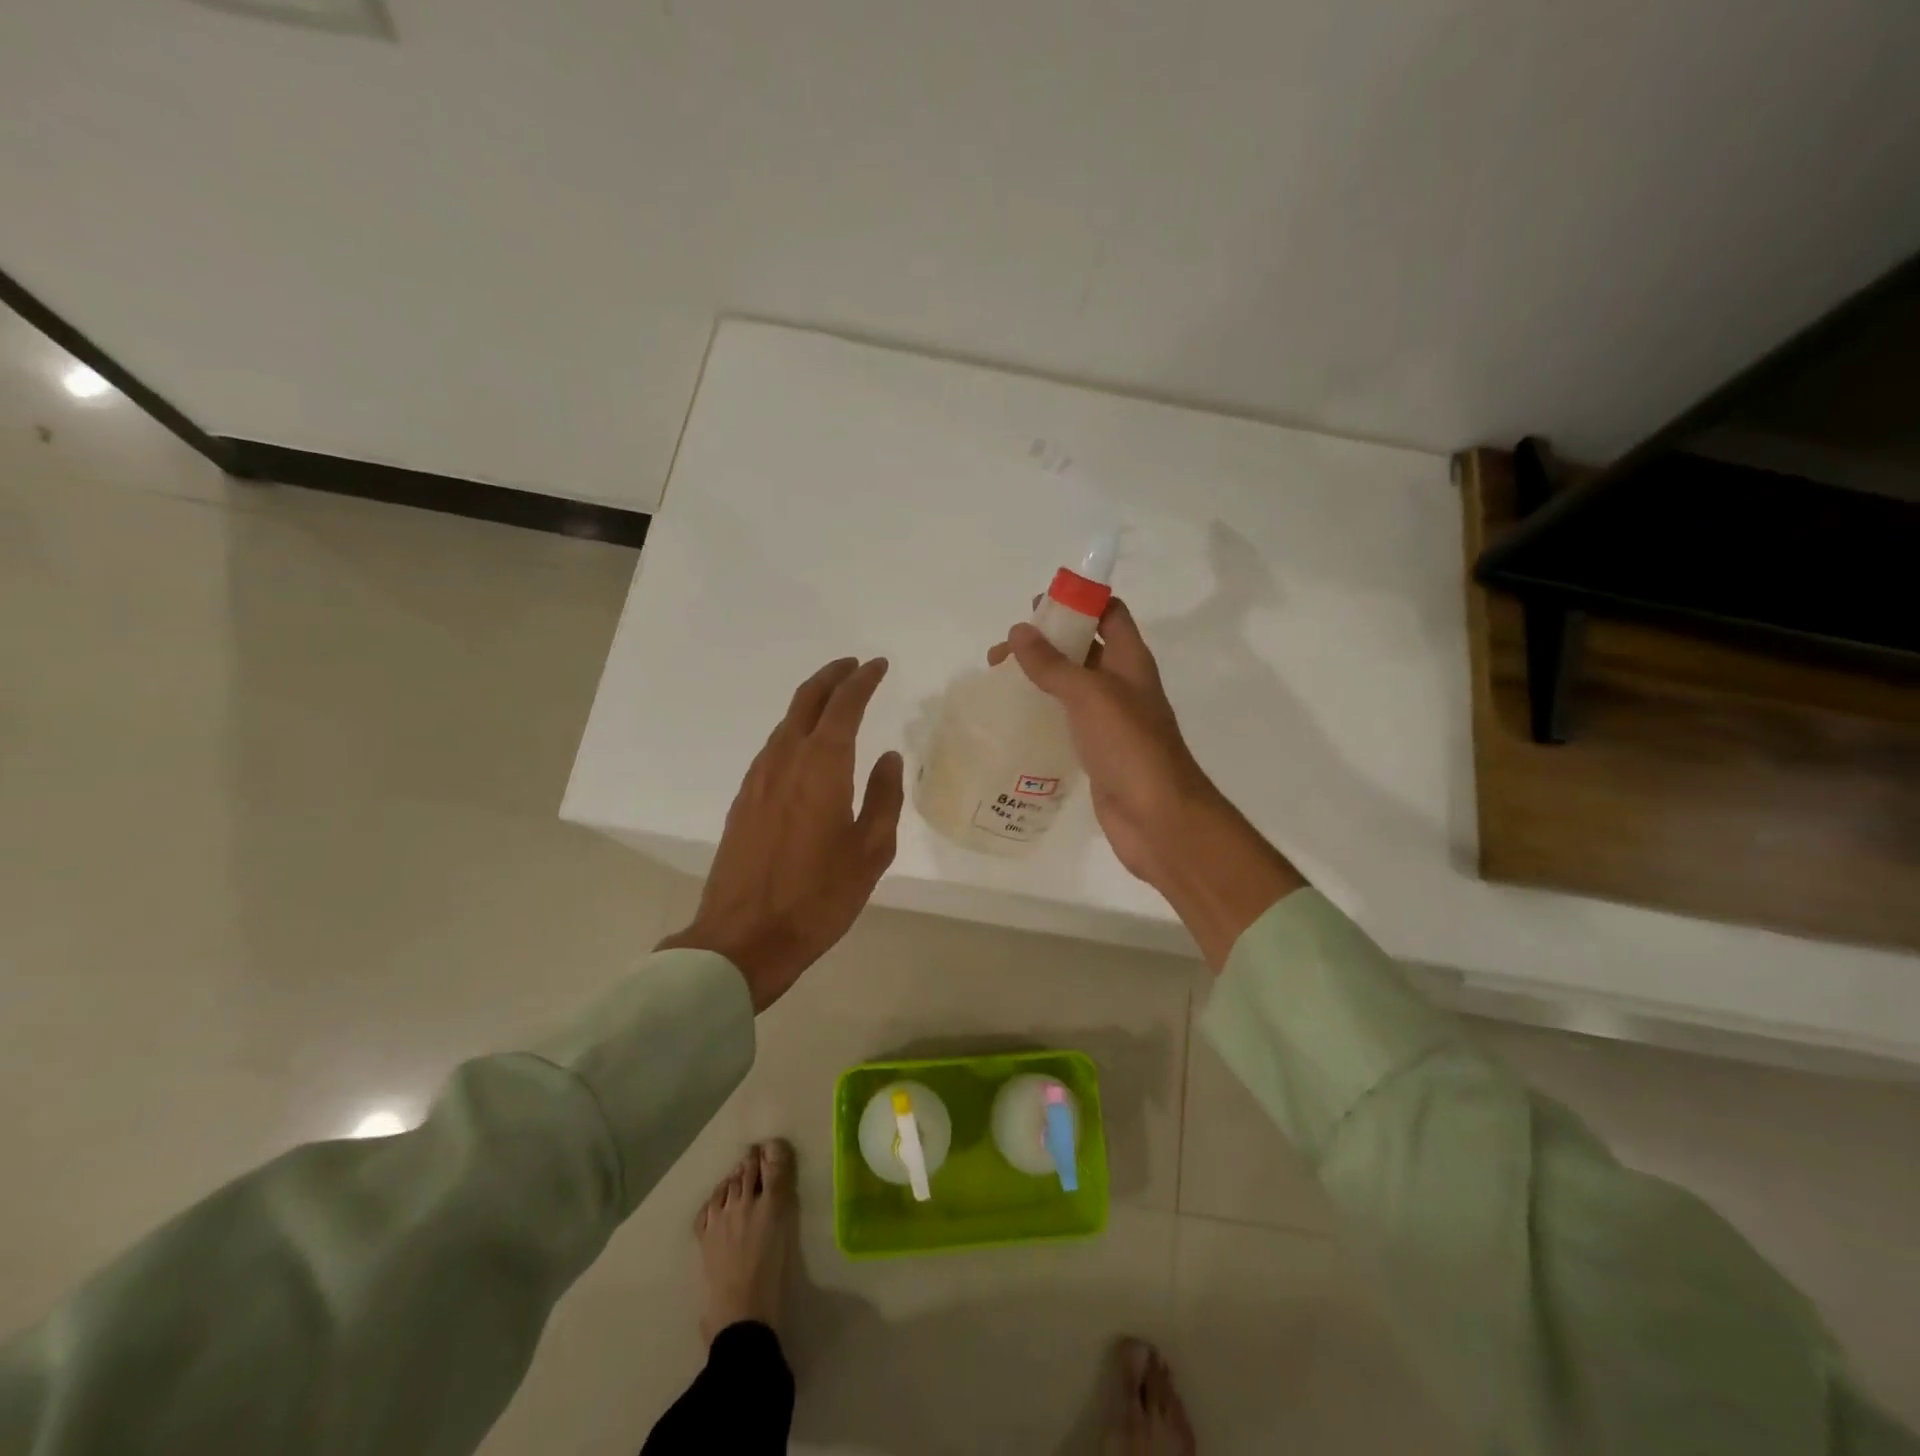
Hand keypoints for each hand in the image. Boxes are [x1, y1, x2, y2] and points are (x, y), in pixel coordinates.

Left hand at [658, 657, 903, 1010]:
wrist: (744, 937)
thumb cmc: (819, 897)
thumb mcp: (871, 851)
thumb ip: (884, 797)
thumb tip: (888, 758)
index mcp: (822, 767)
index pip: (844, 705)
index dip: (863, 681)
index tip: (878, 666)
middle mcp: (785, 761)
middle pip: (806, 701)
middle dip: (831, 677)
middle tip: (854, 667)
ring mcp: (757, 779)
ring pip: (785, 723)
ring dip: (810, 703)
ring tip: (833, 702)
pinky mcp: (743, 801)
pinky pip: (772, 748)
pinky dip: (793, 731)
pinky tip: (805, 748)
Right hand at [990, 600, 1304, 966]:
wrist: (1157, 817)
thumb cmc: (1129, 746)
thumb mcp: (1089, 694)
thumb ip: (1054, 663)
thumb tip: (1020, 631)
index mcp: (1131, 660)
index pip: (1109, 613)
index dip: (1078, 601)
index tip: (1035, 606)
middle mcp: (1123, 684)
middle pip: (1084, 647)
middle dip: (1046, 642)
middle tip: (1001, 653)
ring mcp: (1111, 720)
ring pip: (1072, 685)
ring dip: (1039, 678)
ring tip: (998, 683)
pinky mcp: (1097, 750)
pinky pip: (1067, 720)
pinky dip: (1043, 712)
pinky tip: (1015, 720)